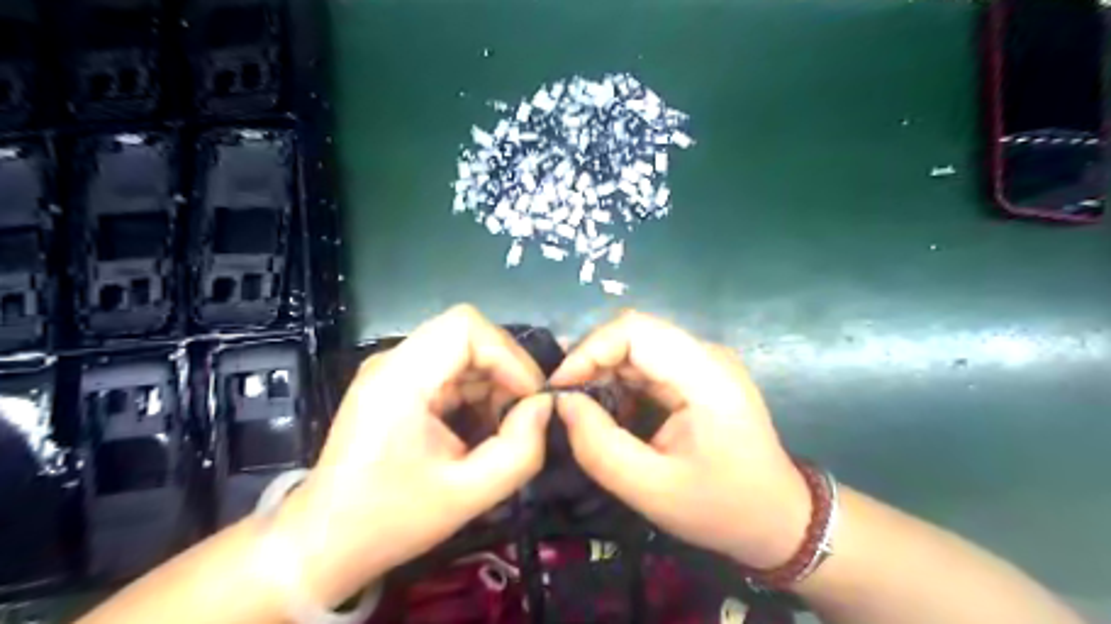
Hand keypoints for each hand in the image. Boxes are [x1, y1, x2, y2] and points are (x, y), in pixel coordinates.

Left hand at [274, 305, 550, 606]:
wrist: (324, 543)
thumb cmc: (390, 521)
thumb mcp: (468, 495)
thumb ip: (520, 450)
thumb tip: (544, 406)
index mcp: (400, 379)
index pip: (466, 327)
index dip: (508, 355)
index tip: (529, 398)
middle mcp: (393, 361)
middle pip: (466, 333)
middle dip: (506, 368)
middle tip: (524, 412)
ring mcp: (393, 370)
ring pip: (462, 349)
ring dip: (493, 380)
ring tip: (504, 424)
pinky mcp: (398, 384)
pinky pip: (450, 368)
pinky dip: (476, 389)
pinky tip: (482, 425)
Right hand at [551, 312, 813, 569]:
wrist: (780, 519)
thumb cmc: (722, 508)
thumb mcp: (652, 490)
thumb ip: (600, 446)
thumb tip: (563, 404)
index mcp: (704, 375)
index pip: (635, 330)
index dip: (589, 350)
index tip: (560, 387)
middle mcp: (705, 355)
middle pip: (634, 332)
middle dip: (591, 359)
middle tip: (563, 397)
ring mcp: (704, 362)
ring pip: (638, 345)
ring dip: (603, 369)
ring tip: (578, 403)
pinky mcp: (698, 375)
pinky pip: (649, 362)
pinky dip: (620, 380)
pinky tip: (608, 408)